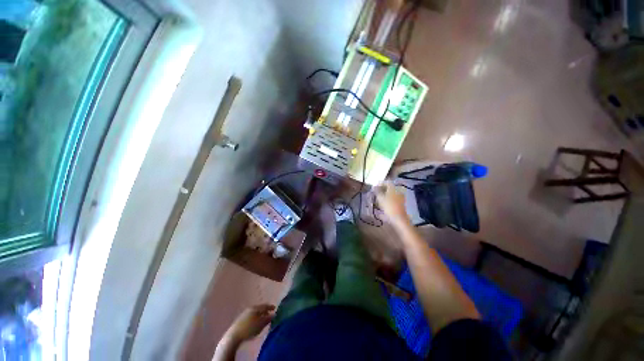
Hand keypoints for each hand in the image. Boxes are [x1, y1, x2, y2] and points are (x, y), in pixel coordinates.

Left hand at [224, 304, 274, 342]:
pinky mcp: (241, 319)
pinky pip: (251, 316)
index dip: (270, 307)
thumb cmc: (249, 329)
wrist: (234, 335)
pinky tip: (255, 323)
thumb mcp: (261, 324)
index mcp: (256, 308)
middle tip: (269, 314)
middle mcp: (250, 308)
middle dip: (265, 311)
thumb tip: (274, 314)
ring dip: (260, 315)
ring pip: (255, 312)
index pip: (265, 305)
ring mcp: (245, 313)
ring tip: (263, 319)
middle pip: (260, 308)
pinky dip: (255, 317)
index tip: (275, 308)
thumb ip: (268, 319)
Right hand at [374, 181, 410, 227]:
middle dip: (382, 189)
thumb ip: (377, 191)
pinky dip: (387, 199)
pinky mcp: (400, 204)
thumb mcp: (380, 198)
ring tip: (378, 199)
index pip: (387, 182)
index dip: (380, 183)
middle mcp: (398, 191)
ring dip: (384, 195)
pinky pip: (393, 199)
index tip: (374, 187)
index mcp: (393, 188)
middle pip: (389, 188)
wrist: (399, 218)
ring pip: (391, 193)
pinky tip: (383, 204)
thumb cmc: (389, 206)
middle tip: (375, 192)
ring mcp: (400, 198)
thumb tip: (374, 187)